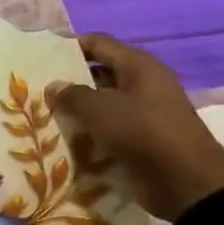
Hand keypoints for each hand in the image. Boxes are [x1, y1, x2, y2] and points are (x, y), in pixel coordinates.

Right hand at [45, 33, 223, 221]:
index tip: (41, 57)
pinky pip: (110, 127)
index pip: (98, 43)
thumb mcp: (100, 109)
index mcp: (138, 65)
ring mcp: (145, 111)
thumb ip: (72, 95)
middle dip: (70, 82)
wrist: (186, 181)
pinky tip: (67, 140)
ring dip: (78, 110)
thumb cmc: (143, 132)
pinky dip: (90, 132)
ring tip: (46, 117)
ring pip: (103, 103)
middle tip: (37, 91)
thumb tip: (54, 87)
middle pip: (100, 73)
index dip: (69, 46)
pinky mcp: (143, 137)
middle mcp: (143, 82)